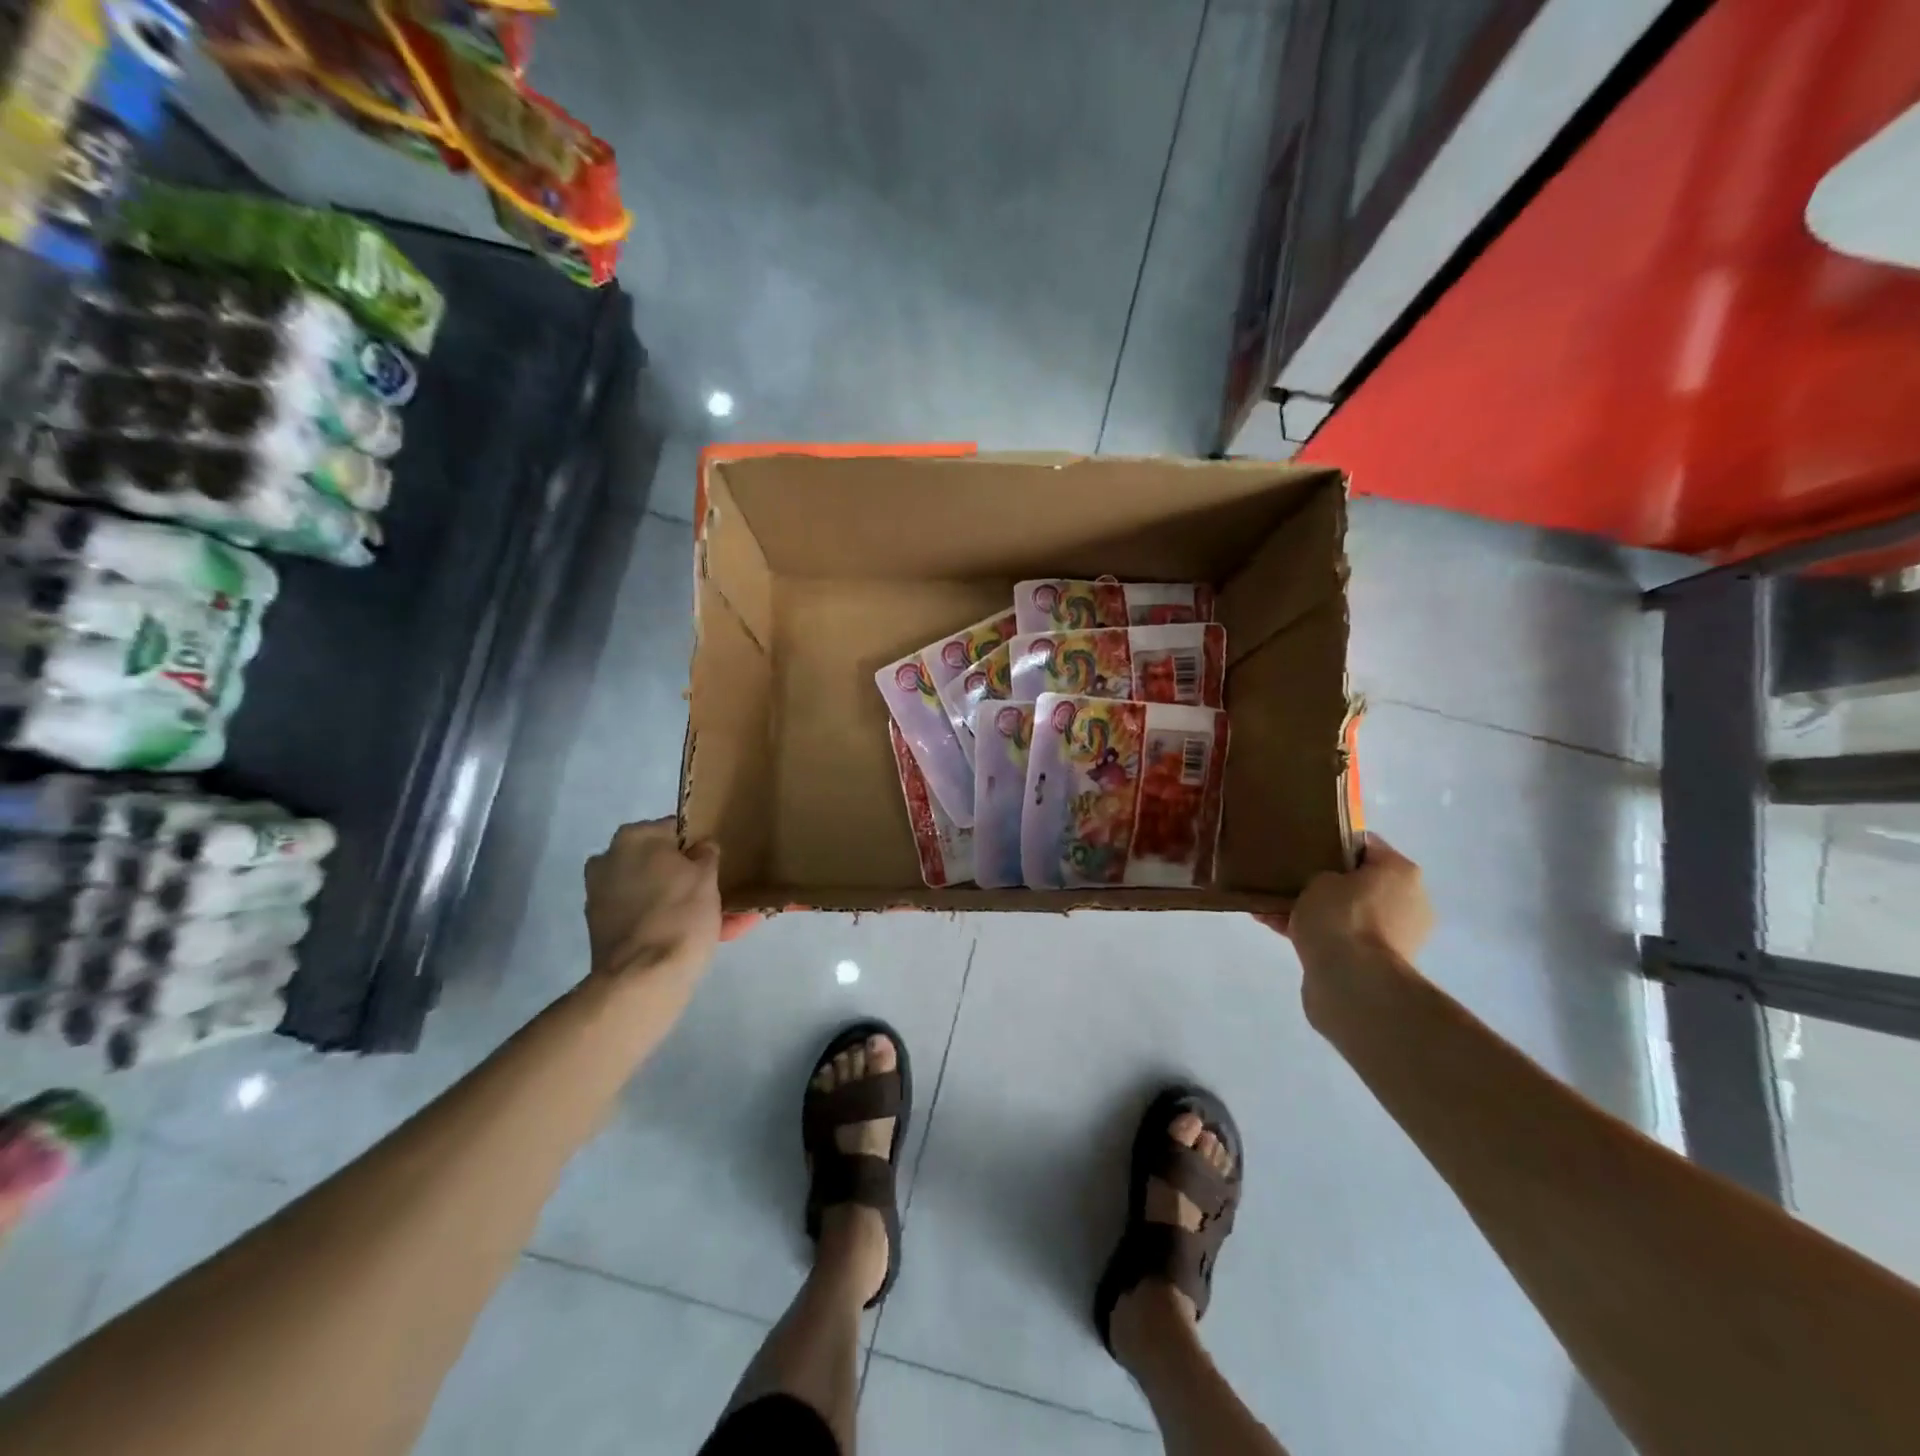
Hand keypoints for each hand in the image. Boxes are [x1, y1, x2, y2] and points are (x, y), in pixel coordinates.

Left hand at [584, 819, 722, 995]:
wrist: (642, 979)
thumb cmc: (680, 915)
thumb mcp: (707, 876)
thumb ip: (706, 853)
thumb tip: (700, 848)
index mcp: (633, 837)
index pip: (675, 830)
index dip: (699, 846)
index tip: (718, 863)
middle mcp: (609, 860)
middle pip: (661, 863)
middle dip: (689, 878)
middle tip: (719, 893)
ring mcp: (601, 896)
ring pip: (655, 893)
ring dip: (683, 903)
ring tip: (723, 921)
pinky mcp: (602, 929)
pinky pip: (645, 916)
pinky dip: (668, 922)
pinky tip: (703, 936)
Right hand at [1272, 834, 1432, 966]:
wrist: (1351, 981)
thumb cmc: (1341, 915)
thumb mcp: (1320, 878)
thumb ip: (1322, 874)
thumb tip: (1325, 885)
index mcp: (1401, 872)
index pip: (1365, 845)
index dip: (1332, 841)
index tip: (1304, 845)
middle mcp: (1407, 901)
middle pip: (1358, 882)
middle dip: (1323, 881)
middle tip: (1288, 877)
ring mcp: (1393, 936)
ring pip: (1345, 912)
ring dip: (1314, 909)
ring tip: (1271, 904)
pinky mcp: (1375, 963)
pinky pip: (1338, 937)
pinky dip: (1311, 932)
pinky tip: (1272, 924)